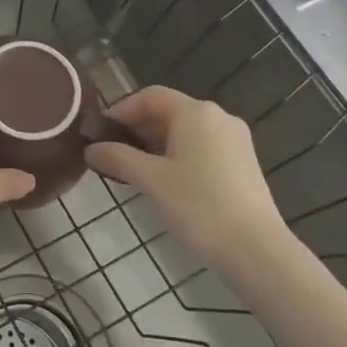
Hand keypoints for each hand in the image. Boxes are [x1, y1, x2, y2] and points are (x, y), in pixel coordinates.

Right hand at [85, 86, 291, 272]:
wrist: (256, 249)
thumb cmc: (198, 206)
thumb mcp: (150, 180)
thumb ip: (117, 158)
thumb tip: (91, 150)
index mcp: (196, 112)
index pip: (150, 96)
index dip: (121, 110)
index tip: (100, 132)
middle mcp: (218, 117)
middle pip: (169, 112)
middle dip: (137, 129)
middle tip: (112, 153)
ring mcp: (235, 140)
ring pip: (186, 131)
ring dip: (156, 144)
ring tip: (133, 169)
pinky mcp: (243, 163)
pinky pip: (202, 147)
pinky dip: (178, 155)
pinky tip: (165, 181)